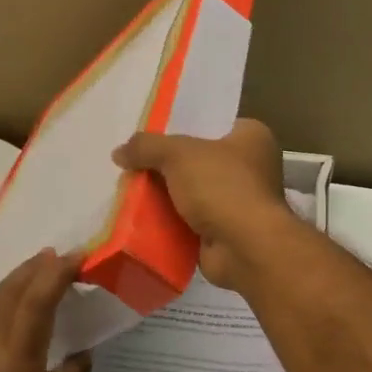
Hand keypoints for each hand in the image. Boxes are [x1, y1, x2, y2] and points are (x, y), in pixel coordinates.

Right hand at [113, 119, 293, 291]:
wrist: (244, 247)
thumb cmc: (222, 187)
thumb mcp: (178, 154)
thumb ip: (146, 146)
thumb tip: (118, 152)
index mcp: (252, 137)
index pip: (212, 124)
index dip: (181, 127)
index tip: (150, 133)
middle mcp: (250, 167)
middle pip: (197, 160)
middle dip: (166, 165)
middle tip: (132, 164)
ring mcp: (239, 202)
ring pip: (191, 192)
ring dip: (165, 196)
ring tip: (128, 190)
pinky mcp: (225, 231)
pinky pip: (189, 221)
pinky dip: (169, 221)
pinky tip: (140, 218)